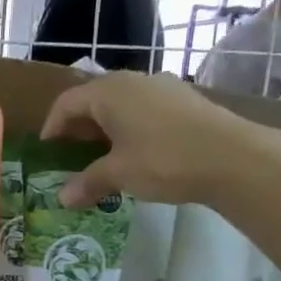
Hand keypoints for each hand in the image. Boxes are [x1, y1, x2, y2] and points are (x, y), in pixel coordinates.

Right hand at [40, 72, 265, 208]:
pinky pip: (143, 112)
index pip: (66, 103)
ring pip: (120, 107)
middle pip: (93, 102)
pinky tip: (135, 157)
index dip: (51, 128)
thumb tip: (63, 198)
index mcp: (109, 91)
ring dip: (105, 132)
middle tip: (70, 159)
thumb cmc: (163, 160)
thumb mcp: (119, 174)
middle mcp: (133, 81)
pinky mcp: (184, 102)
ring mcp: (162, 89)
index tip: (46, 154)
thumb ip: (88, 183)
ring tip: (101, 161)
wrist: (233, 157)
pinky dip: (129, 131)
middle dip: (77, 131)